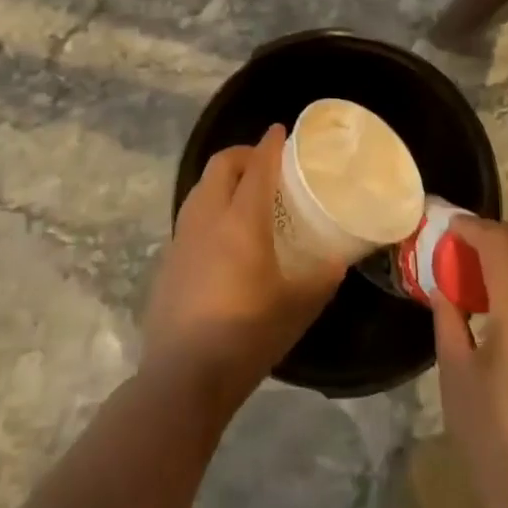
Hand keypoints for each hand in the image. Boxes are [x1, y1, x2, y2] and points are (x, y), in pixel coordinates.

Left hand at [142, 125, 344, 413]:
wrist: (182, 377)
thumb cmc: (247, 336)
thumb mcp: (298, 307)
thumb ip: (322, 277)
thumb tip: (339, 258)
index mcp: (241, 220)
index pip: (258, 166)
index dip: (270, 144)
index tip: (281, 130)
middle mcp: (208, 217)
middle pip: (221, 166)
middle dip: (244, 154)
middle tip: (266, 164)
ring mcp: (182, 238)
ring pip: (201, 188)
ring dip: (223, 179)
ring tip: (246, 194)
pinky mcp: (169, 260)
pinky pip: (191, 215)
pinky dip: (210, 206)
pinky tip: (223, 236)